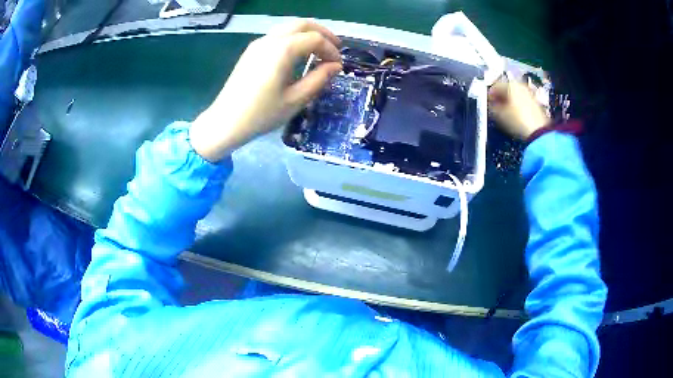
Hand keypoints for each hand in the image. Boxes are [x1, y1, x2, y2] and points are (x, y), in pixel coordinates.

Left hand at [190, 20, 342, 161]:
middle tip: (335, 48)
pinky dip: (294, 38)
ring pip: (289, 27)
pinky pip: (278, 35)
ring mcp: (258, 43)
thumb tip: (336, 66)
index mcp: (282, 50)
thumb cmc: (261, 114)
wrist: (225, 122)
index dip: (331, 49)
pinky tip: (298, 54)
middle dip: (322, 33)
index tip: (338, 65)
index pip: (315, 39)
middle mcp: (270, 40)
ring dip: (308, 33)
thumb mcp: (295, 99)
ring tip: (319, 49)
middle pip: (302, 24)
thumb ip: (319, 79)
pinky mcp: (252, 51)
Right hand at [488, 76, 550, 140]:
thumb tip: (491, 105)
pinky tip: (514, 115)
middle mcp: (521, 86)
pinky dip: (516, 106)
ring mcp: (529, 94)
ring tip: (504, 112)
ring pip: (514, 95)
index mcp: (511, 84)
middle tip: (495, 107)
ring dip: (508, 102)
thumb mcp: (499, 115)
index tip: (487, 103)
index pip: (495, 86)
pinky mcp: (535, 103)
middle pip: (506, 89)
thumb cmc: (518, 121)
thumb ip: (492, 107)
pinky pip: (521, 101)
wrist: (537, 132)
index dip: (489, 95)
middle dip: (500, 98)